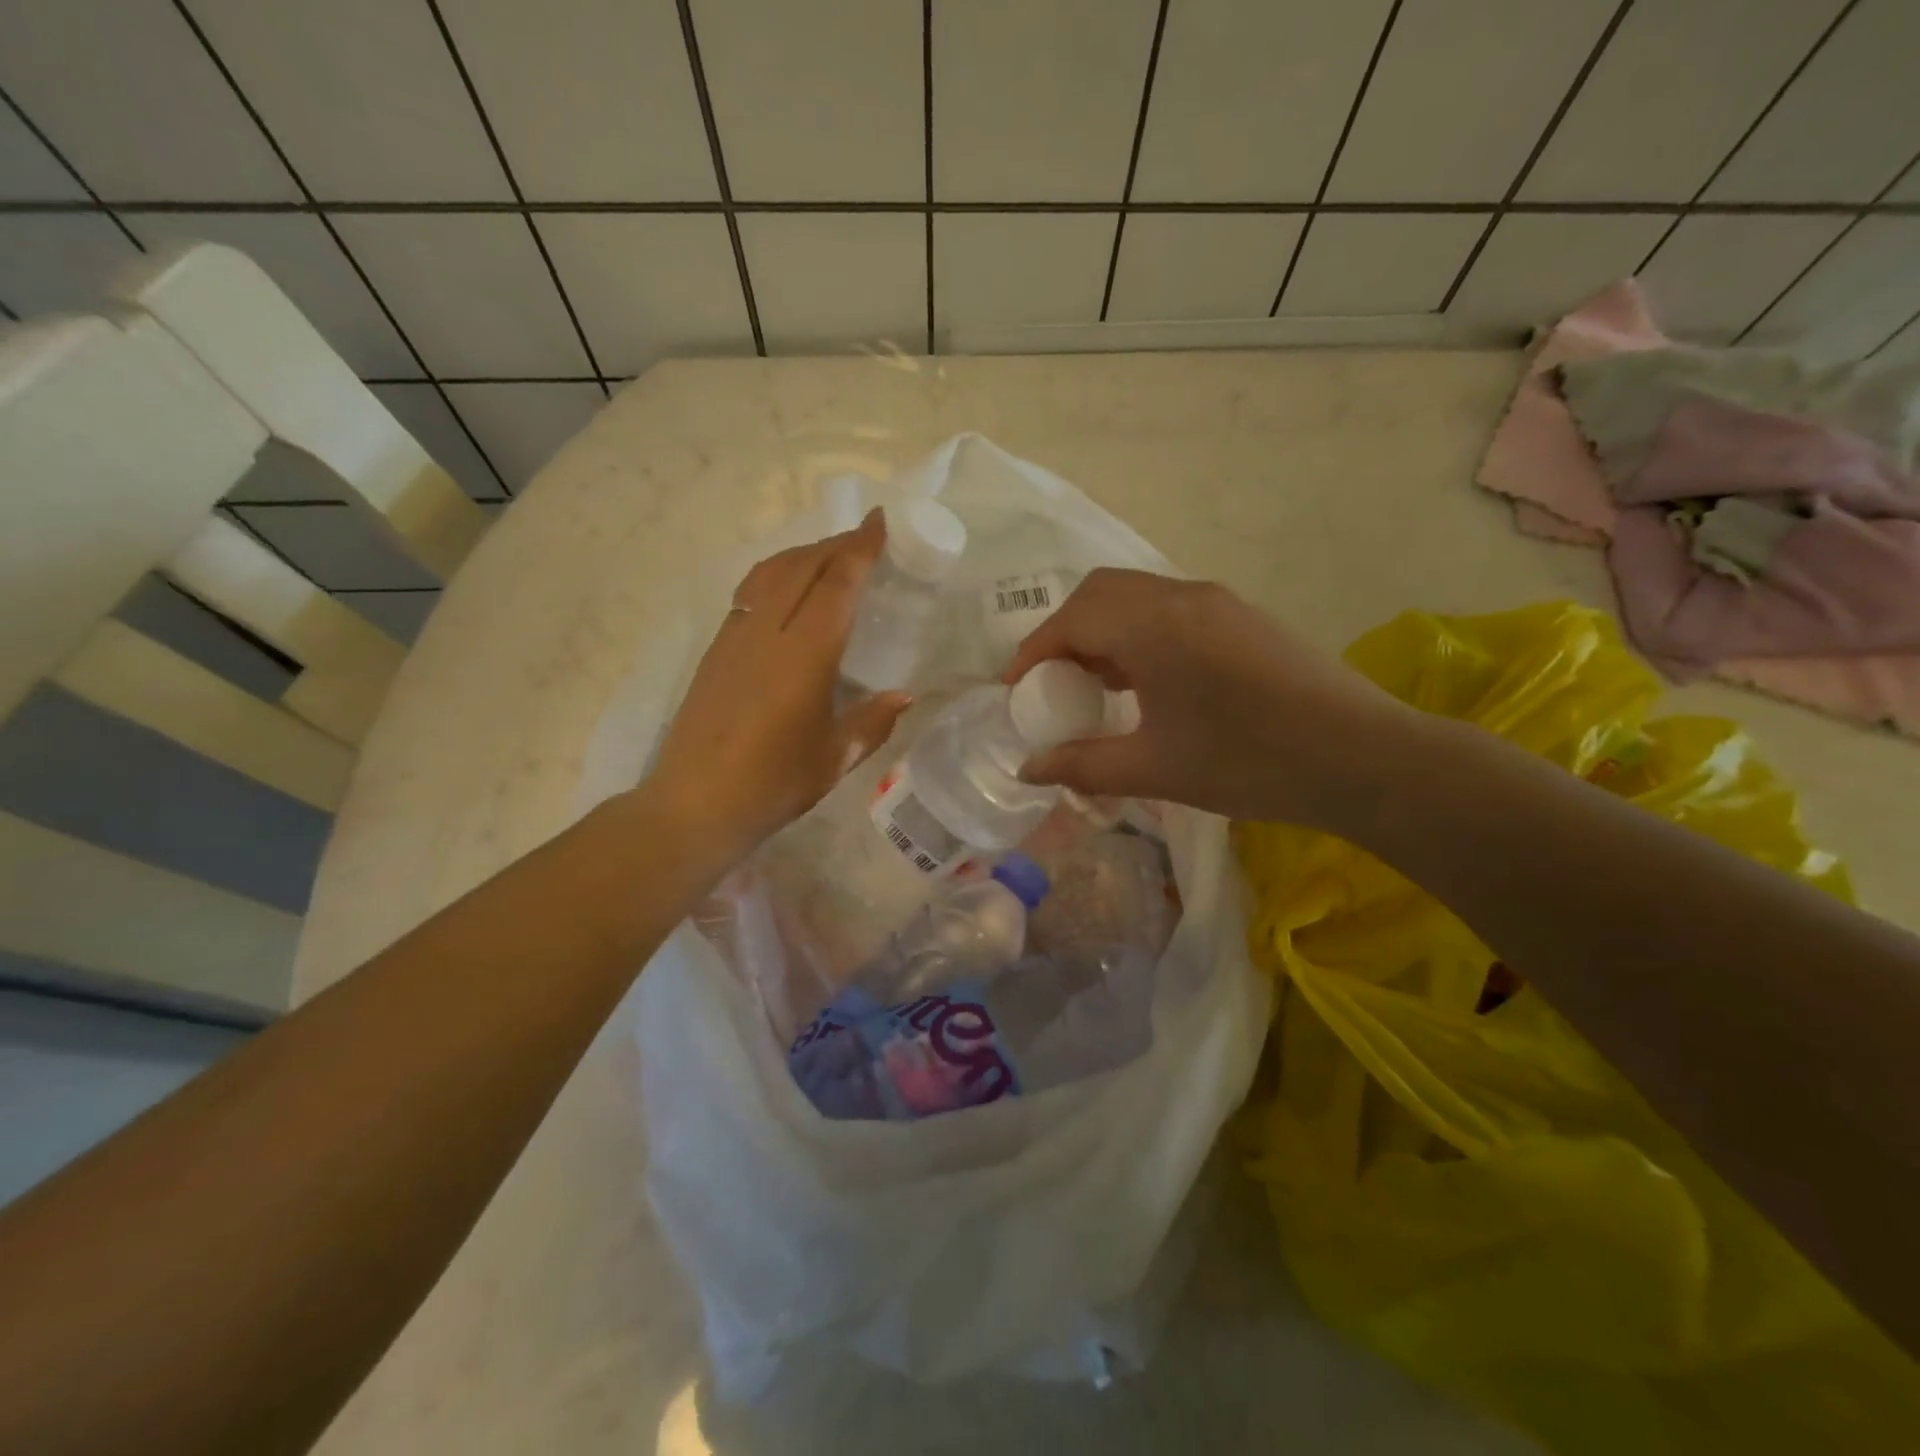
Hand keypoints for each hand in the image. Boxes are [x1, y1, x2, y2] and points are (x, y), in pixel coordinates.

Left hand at [650, 511, 910, 859]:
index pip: (837, 583)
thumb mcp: (834, 757)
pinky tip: (787, 591)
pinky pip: (750, 593)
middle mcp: (768, 632)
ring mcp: (735, 637)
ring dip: (802, 554)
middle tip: (863, 538)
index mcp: (805, 654)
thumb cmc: (773, 784)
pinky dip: (777, 575)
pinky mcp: (715, 650)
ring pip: (770, 573)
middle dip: (834, 544)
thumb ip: (872, 721)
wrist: (695, 803)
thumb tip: (903, 696)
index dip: (860, 548)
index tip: (879, 521)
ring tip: (827, 556)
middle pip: (801, 566)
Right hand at [1004, 569, 1420, 826]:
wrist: (1362, 758)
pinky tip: (1146, 681)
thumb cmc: (1249, 762)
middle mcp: (1181, 597)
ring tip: (1095, 685)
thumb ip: (1081, 765)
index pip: (1071, 620)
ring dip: (1102, 630)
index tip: (1015, 691)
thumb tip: (1027, 769)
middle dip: (1064, 633)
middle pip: (1099, 593)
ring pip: (1135, 596)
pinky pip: (1168, 608)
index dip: (1033, 653)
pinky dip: (1137, 632)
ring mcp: (1216, 601)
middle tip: (1054, 684)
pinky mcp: (1241, 615)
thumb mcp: (1154, 769)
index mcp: (1153, 626)